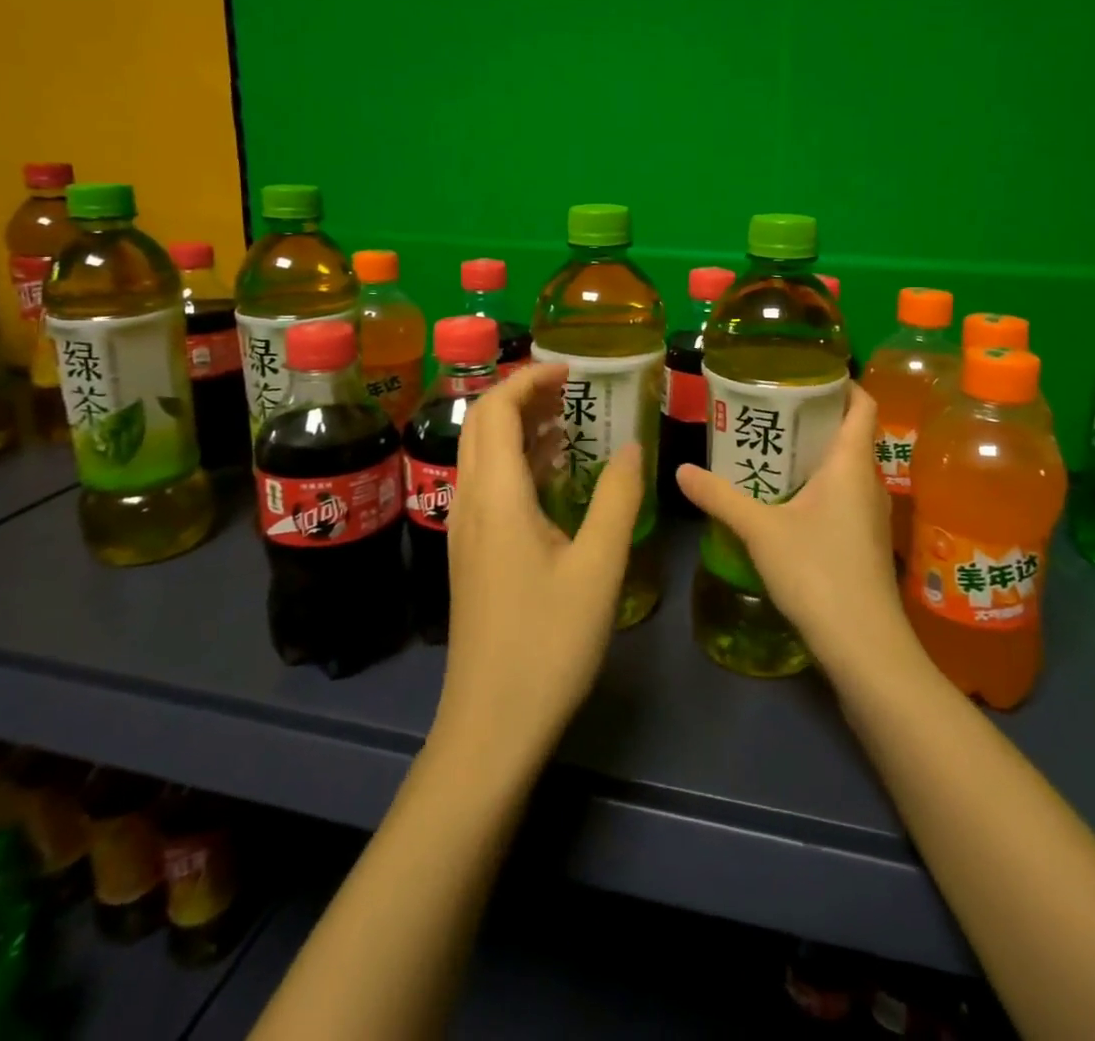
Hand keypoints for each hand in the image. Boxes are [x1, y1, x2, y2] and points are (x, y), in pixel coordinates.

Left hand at [431, 362, 641, 774]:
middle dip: (521, 394)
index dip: (529, 378)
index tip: (570, 370)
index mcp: (496, 495)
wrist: (491, 724)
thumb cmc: (548, 642)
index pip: (497, 409)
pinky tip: (554, 475)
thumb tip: (629, 447)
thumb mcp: (597, 567)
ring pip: (482, 454)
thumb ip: (615, 498)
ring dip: (519, 427)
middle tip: (571, 389)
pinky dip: (518, 462)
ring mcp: (465, 529)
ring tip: (569, 420)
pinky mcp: (472, 554)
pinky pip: (488, 485)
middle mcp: (470, 502)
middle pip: (481, 424)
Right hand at [676, 384, 910, 677]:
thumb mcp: (760, 530)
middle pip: (848, 432)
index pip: (861, 403)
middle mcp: (866, 480)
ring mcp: (868, 513)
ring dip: (812, 452)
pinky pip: (840, 494)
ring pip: (843, 466)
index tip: (805, 371)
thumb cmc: (818, 572)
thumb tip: (680, 470)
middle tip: (769, 406)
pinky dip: (815, 484)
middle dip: (813, 415)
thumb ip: (720, 497)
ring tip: (768, 445)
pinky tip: (782, 496)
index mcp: (850, 463)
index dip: (841, 381)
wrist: (864, 646)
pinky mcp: (862, 540)